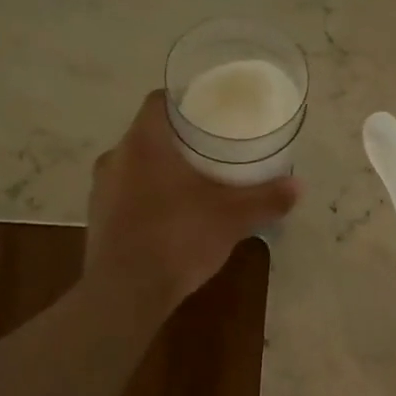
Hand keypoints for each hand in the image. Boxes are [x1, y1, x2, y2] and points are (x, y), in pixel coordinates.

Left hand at [85, 91, 298, 315]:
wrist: (126, 293)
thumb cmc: (178, 238)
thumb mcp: (232, 217)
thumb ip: (266, 198)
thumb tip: (298, 185)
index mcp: (144, 142)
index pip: (160, 101)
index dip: (185, 101)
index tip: (210, 110)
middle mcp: (116, 157)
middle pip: (149, 134)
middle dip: (179, 140)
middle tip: (212, 149)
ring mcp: (101, 189)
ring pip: (136, 165)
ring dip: (161, 170)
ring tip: (194, 183)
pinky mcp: (97, 218)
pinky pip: (126, 194)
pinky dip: (148, 196)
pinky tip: (172, 216)